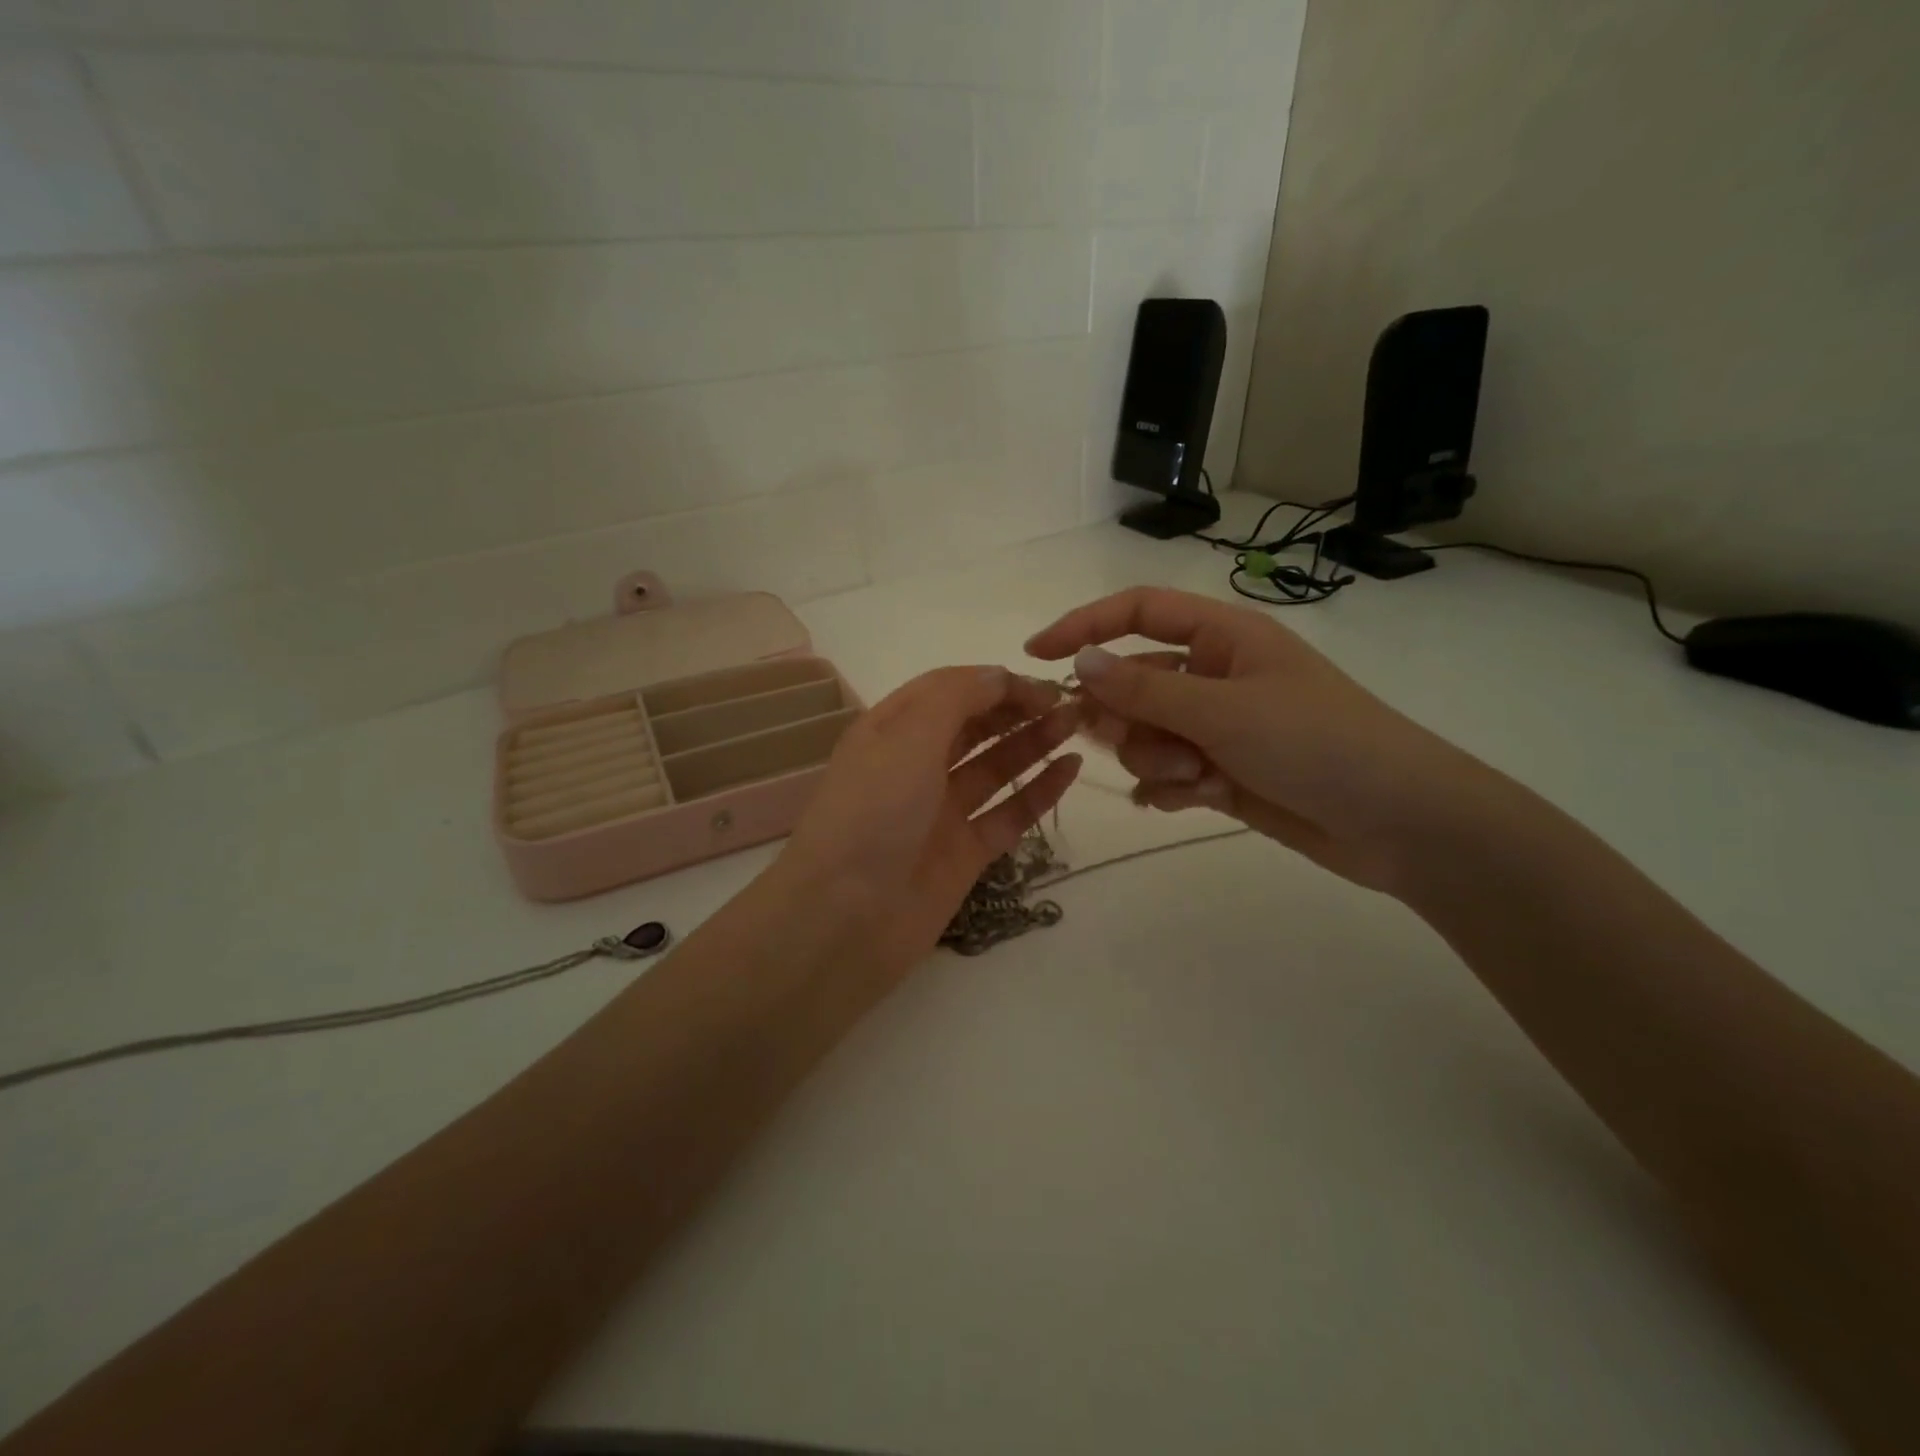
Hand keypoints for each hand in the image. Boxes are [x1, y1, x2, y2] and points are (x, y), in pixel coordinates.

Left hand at [776, 667, 1081, 975]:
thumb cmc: (872, 814)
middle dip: (1018, 710)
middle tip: (1069, 704)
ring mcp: (940, 812)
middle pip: (974, 726)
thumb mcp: (907, 737)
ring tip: (1076, 726)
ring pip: (994, 767)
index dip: (995, 682)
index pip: (949, 689)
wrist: (845, 919)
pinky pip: (1007, 815)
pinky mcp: (963, 853)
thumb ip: (956, 698)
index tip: (1042, 684)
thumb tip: (999, 674)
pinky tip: (1070, 770)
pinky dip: (1038, 792)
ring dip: (1033, 744)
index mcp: (891, 730)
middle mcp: (915, 766)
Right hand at [1026, 587, 1469, 893]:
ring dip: (1156, 759)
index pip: (1137, 612)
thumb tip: (1079, 661)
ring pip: (1146, 733)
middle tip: (1136, 742)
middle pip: (1133, 682)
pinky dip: (1169, 787)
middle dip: (1127, 717)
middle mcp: (1215, 675)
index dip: (1083, 625)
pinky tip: (1192, 801)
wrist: (1399, 822)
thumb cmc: (1317, 744)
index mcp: (1222, 637)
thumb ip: (1145, 690)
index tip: (1035, 654)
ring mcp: (1218, 726)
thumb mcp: (1223, 711)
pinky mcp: (1222, 771)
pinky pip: (1167, 772)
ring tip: (1195, 779)